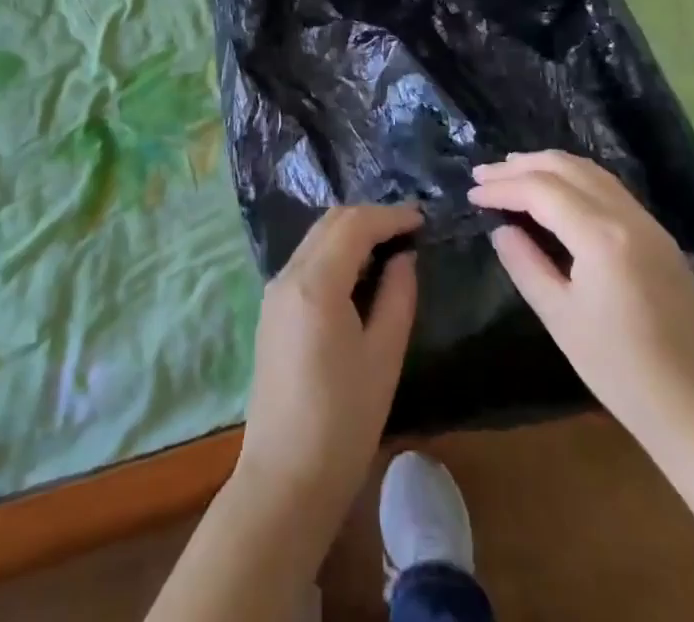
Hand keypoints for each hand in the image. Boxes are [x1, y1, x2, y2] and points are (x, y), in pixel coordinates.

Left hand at [234, 204, 421, 527]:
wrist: (285, 479)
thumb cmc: (343, 421)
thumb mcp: (384, 356)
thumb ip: (397, 296)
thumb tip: (403, 257)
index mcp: (315, 283)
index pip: (354, 224)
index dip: (391, 216)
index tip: (422, 219)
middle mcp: (288, 275)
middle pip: (330, 222)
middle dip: (370, 218)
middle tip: (409, 230)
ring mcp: (274, 292)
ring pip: (316, 238)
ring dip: (351, 233)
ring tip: (390, 247)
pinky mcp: (271, 310)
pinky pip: (306, 261)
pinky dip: (334, 253)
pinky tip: (359, 273)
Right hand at [469, 151, 693, 439]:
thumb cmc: (622, 372)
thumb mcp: (560, 318)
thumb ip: (525, 265)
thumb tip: (501, 229)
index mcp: (601, 236)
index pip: (541, 190)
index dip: (502, 186)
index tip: (472, 192)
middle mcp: (628, 216)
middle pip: (567, 167)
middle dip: (521, 165)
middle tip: (485, 173)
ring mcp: (649, 224)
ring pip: (591, 171)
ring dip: (549, 166)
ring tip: (513, 173)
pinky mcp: (660, 237)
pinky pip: (609, 188)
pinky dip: (575, 179)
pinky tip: (556, 194)